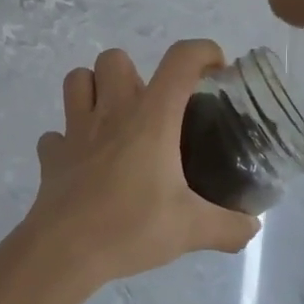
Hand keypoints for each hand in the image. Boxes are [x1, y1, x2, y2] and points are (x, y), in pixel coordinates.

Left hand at [19, 41, 259, 287]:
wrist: (65, 251)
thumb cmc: (131, 228)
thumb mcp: (192, 230)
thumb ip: (229, 227)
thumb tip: (252, 227)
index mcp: (150, 119)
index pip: (180, 61)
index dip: (202, 52)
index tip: (216, 70)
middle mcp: (111, 113)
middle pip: (114, 58)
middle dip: (135, 72)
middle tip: (152, 108)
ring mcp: (75, 131)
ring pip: (76, 80)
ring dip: (94, 89)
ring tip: (114, 119)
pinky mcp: (51, 156)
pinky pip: (56, 135)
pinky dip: (68, 141)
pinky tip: (84, 162)